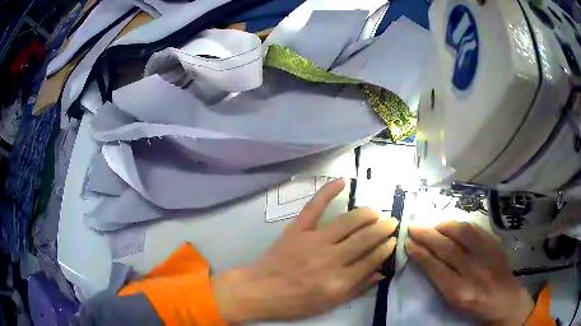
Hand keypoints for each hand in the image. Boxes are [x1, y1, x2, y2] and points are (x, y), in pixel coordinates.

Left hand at [212, 179, 398, 322]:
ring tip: (376, 211)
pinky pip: (314, 207)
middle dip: (382, 228)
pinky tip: (342, 181)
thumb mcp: (330, 304)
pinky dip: (328, 191)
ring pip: (347, 221)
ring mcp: (313, 241)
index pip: (371, 259)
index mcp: (339, 281)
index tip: (393, 240)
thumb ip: (357, 288)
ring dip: (366, 214)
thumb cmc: (295, 302)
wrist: (260, 290)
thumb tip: (380, 272)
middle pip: (364, 238)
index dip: (385, 248)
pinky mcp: (297, 230)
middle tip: (392, 221)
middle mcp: (330, 259)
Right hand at [407, 221, 534, 325]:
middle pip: (447, 248)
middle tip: (414, 226)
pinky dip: (461, 225)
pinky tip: (453, 224)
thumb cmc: (475, 306)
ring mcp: (486, 256)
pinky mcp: (495, 246)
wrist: (505, 300)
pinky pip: (477, 230)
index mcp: (459, 291)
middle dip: (428, 236)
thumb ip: (441, 281)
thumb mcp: (454, 301)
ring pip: (462, 234)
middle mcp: (473, 272)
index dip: (421, 253)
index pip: (435, 268)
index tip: (409, 243)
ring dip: (444, 226)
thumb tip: (426, 259)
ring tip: (433, 224)